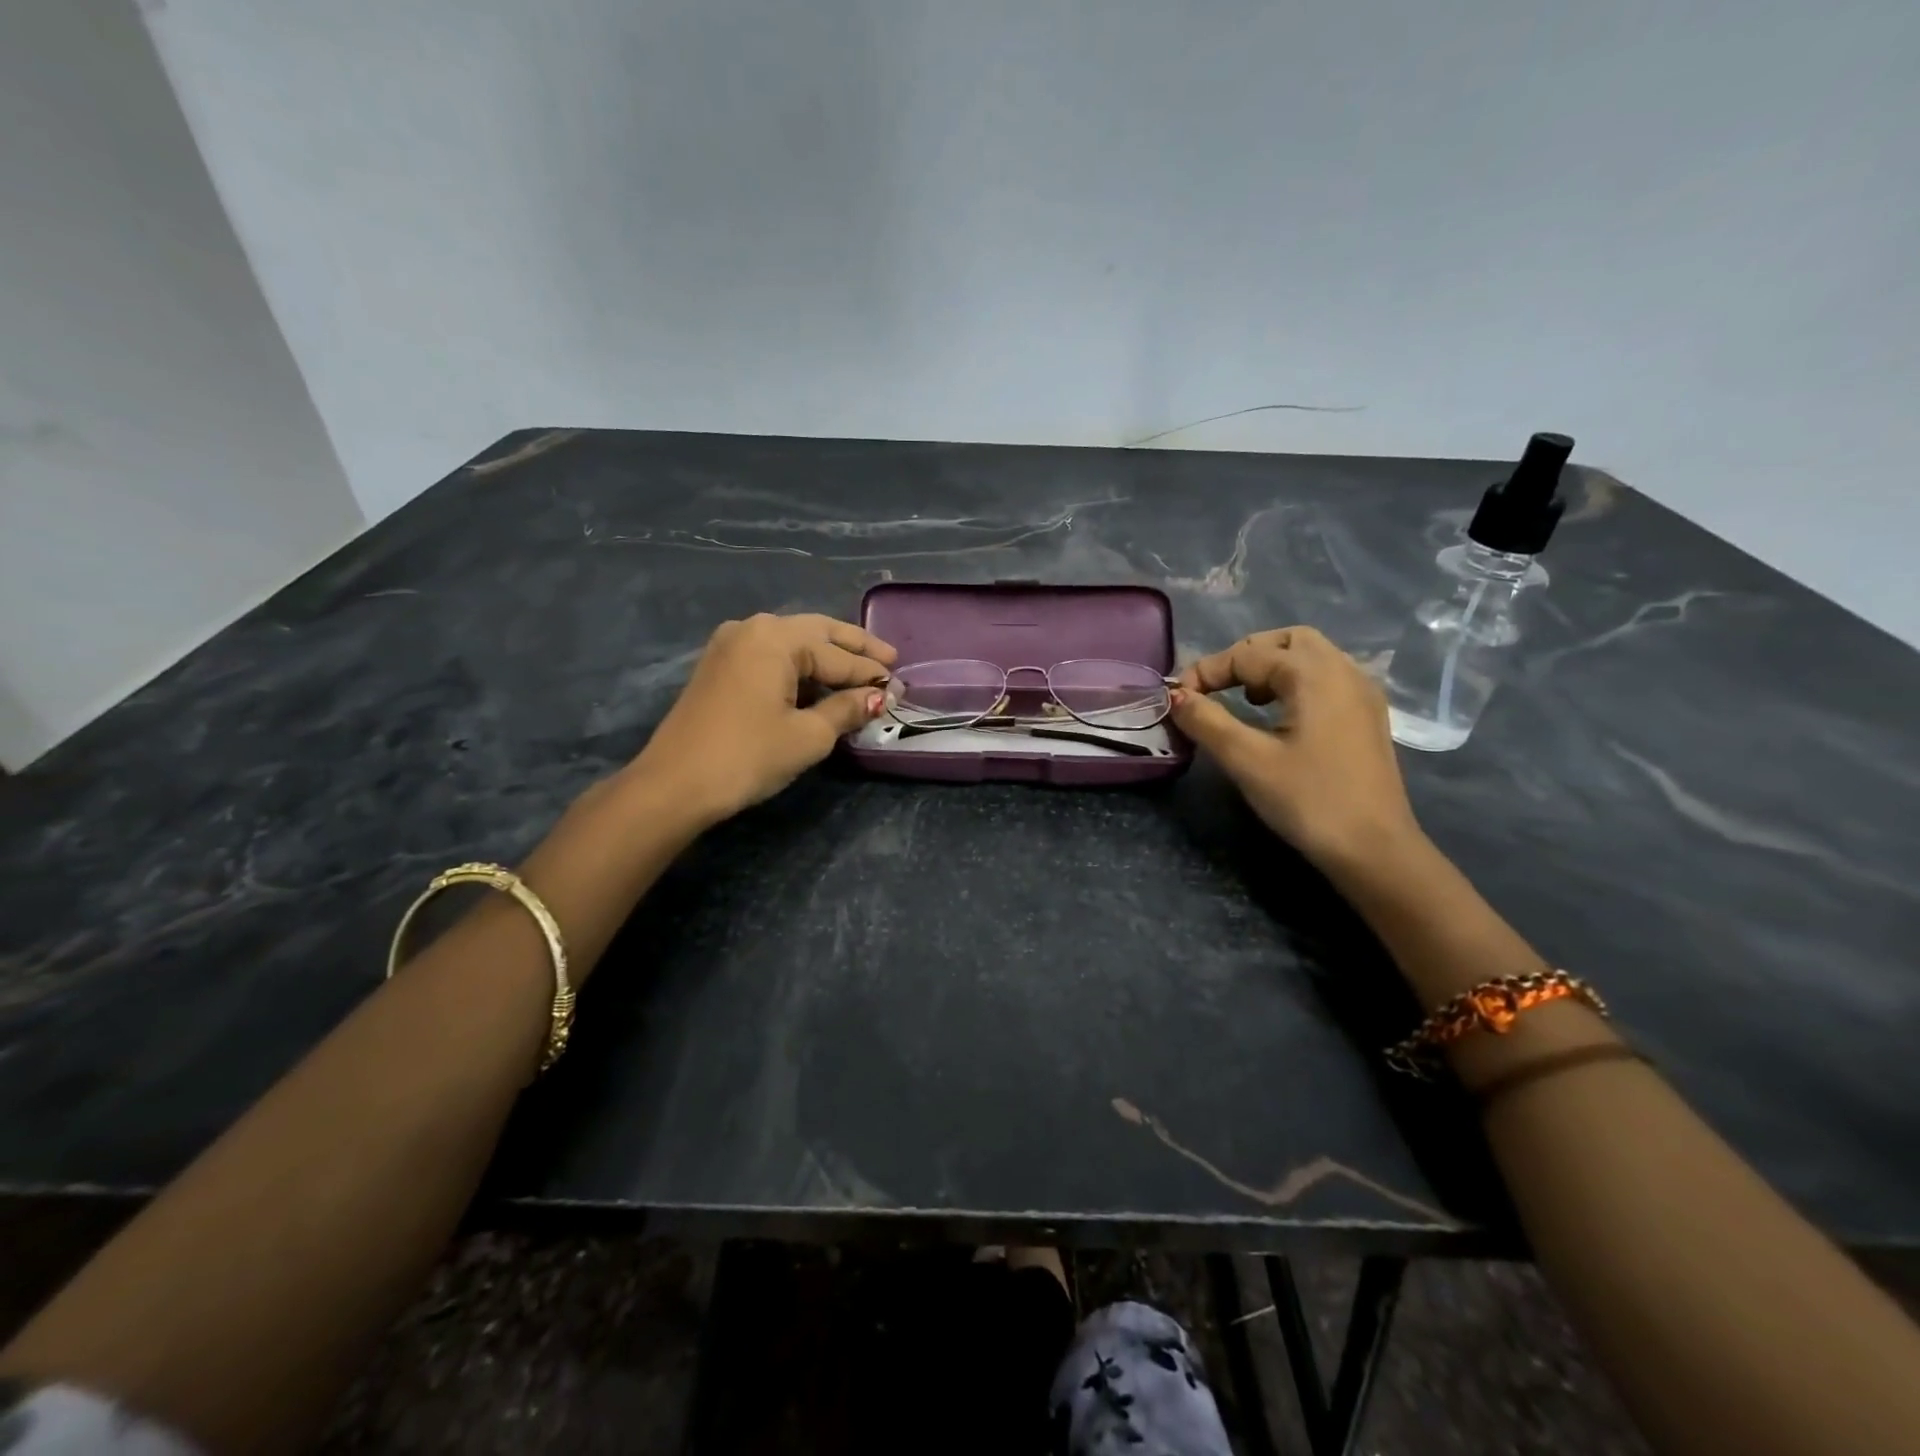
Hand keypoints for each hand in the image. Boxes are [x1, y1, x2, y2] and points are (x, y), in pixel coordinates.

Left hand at [633, 612, 895, 823]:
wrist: (674, 784)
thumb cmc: (748, 756)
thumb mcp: (808, 736)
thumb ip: (847, 709)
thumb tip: (878, 697)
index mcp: (776, 637)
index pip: (837, 655)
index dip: (871, 673)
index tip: (900, 686)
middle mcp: (752, 628)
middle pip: (816, 633)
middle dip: (853, 648)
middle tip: (889, 659)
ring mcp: (731, 645)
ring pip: (792, 643)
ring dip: (826, 657)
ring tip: (860, 670)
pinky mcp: (719, 666)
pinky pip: (771, 656)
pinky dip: (799, 666)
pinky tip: (818, 681)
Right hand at [1170, 627, 1423, 872]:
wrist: (1374, 850)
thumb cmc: (1309, 801)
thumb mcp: (1247, 761)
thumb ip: (1207, 721)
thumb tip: (1175, 697)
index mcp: (1314, 674)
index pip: (1247, 654)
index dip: (1206, 672)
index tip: (1177, 700)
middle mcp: (1344, 671)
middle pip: (1286, 641)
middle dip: (1243, 658)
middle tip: (1214, 690)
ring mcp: (1362, 693)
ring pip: (1309, 656)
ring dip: (1269, 668)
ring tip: (1244, 701)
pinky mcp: (1367, 717)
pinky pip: (1326, 679)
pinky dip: (1294, 683)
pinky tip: (1278, 717)